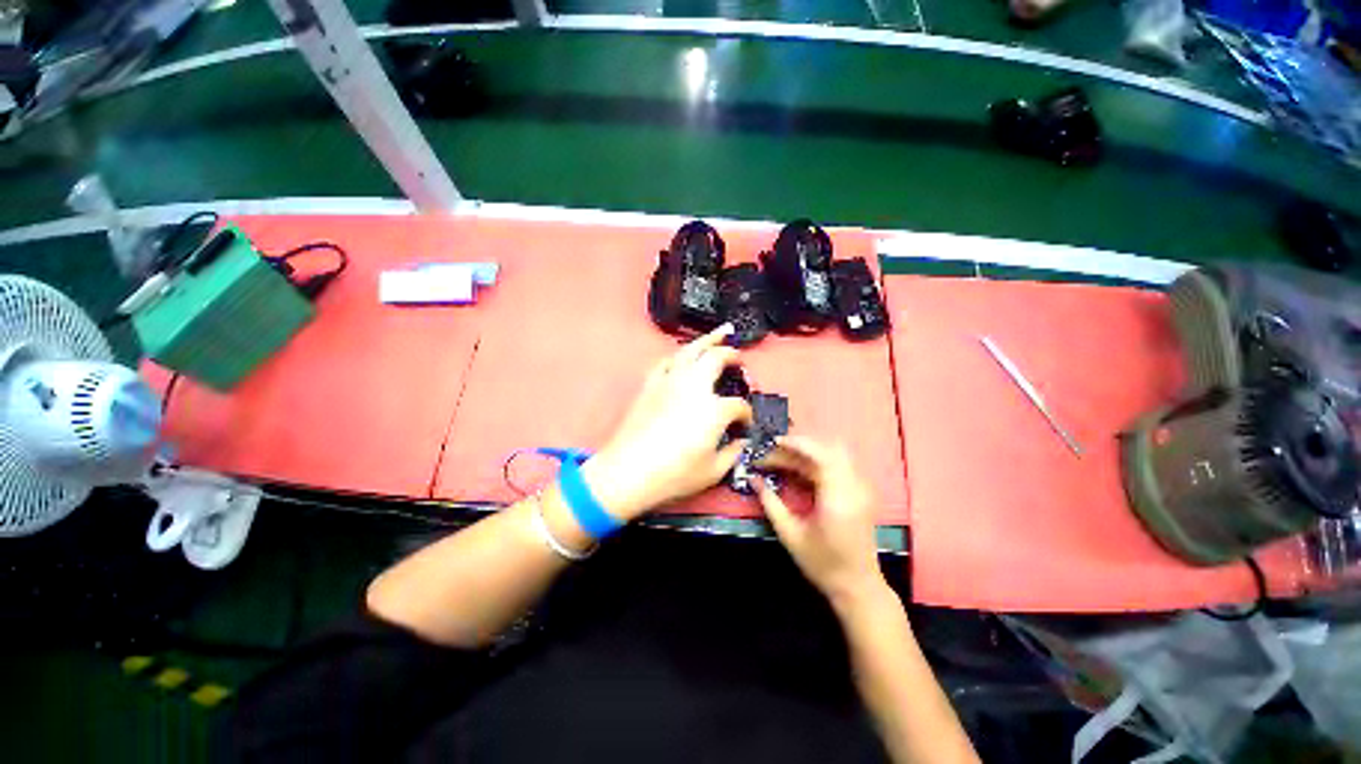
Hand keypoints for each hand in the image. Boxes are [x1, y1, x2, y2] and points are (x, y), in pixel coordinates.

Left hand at [581, 324, 753, 519]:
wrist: (628, 471)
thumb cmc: (673, 474)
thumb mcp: (713, 470)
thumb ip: (733, 452)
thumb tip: (740, 442)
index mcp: (714, 408)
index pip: (739, 405)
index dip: (747, 415)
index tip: (745, 424)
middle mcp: (694, 386)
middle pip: (717, 358)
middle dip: (732, 356)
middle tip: (739, 359)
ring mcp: (670, 381)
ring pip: (691, 350)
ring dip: (708, 340)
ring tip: (721, 333)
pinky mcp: (651, 384)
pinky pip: (666, 362)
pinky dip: (678, 356)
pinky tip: (683, 357)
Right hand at [755, 437, 884, 603]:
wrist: (857, 586)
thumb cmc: (822, 564)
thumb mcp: (790, 534)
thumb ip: (770, 502)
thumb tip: (753, 479)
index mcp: (838, 497)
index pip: (820, 454)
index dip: (795, 444)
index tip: (772, 443)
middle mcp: (854, 487)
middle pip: (828, 449)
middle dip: (799, 446)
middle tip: (774, 452)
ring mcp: (861, 488)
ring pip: (834, 454)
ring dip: (807, 452)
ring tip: (782, 459)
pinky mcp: (860, 491)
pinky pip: (837, 464)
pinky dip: (816, 461)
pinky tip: (798, 470)